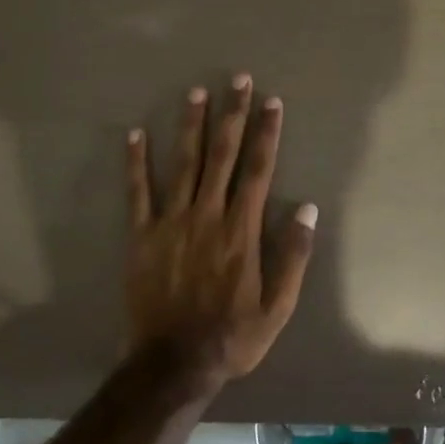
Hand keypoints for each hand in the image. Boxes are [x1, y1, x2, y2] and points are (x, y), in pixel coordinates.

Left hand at [124, 75, 316, 394]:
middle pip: (223, 155)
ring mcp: (171, 222)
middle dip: (233, 114)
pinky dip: (136, 163)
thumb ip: (294, 256)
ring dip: (191, 126)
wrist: (173, 363)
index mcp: (242, 230)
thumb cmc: (233, 336)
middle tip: (238, 80)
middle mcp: (208, 215)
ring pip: (184, 163)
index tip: (272, 102)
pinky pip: (138, 193)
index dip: (267, 133)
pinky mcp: (142, 236)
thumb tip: (309, 209)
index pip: (259, 169)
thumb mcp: (278, 307)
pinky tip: (135, 134)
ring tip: (197, 92)